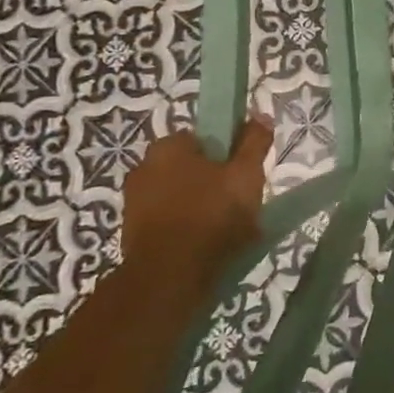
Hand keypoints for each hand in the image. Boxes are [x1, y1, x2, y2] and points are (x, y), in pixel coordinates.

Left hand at [121, 119, 273, 282]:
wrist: (170, 277)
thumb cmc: (212, 215)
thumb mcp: (246, 174)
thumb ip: (254, 143)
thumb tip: (260, 115)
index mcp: (168, 146)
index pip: (204, 138)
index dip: (228, 153)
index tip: (244, 172)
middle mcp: (143, 168)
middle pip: (191, 167)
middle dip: (213, 181)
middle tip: (239, 201)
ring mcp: (134, 203)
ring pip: (180, 196)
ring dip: (201, 206)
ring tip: (228, 228)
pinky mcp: (133, 234)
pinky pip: (170, 222)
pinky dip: (187, 228)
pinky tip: (208, 245)